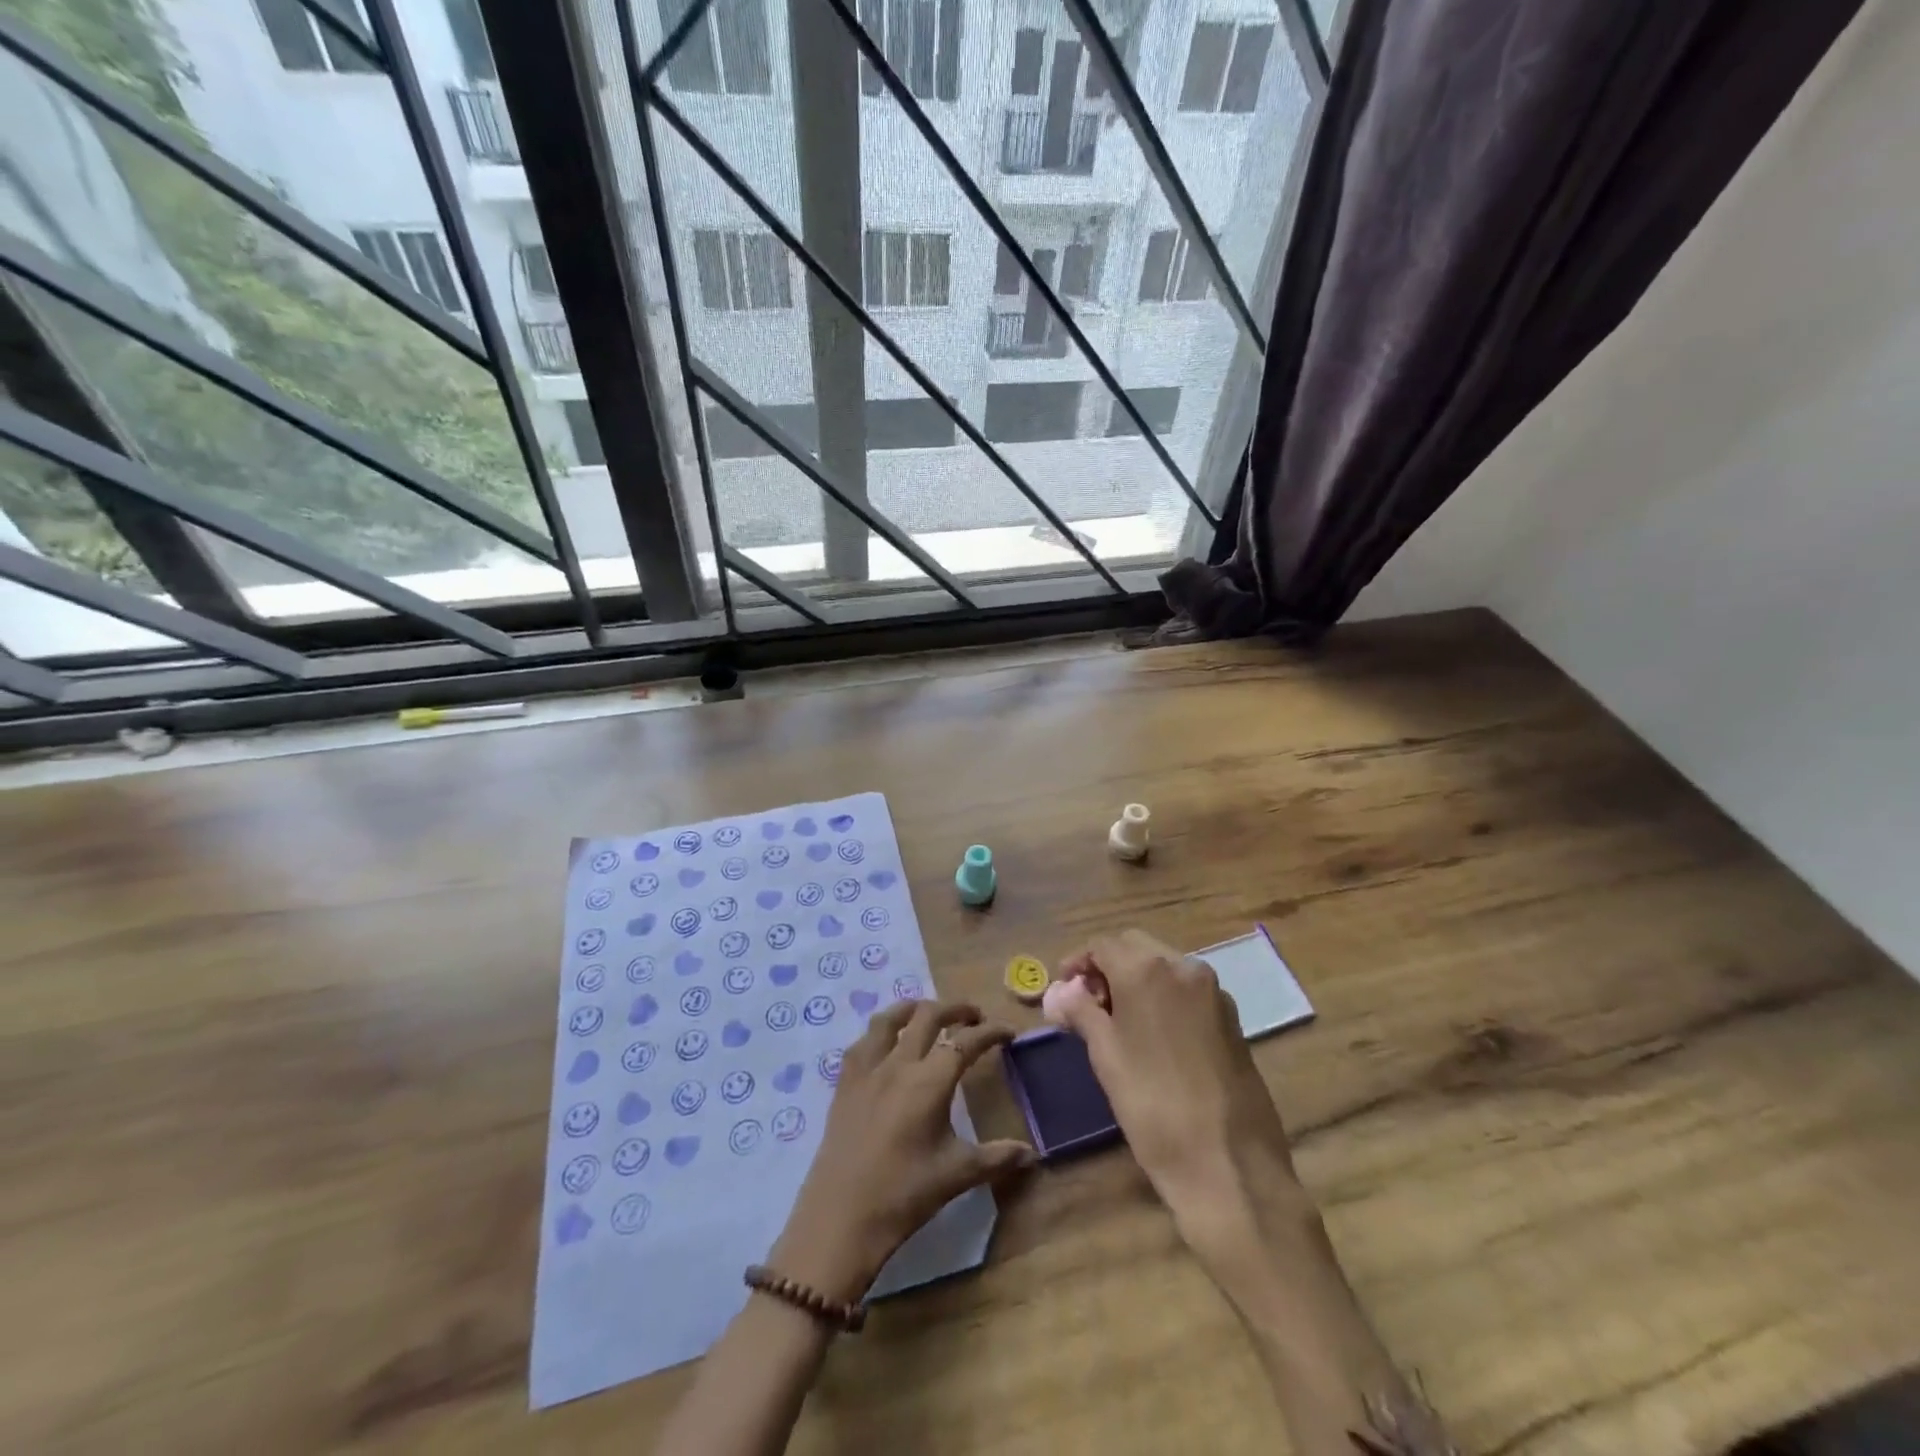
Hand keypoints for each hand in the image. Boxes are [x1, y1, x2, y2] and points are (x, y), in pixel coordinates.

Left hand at [770, 1000, 1033, 1303]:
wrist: (840, 1219)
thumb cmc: (904, 1195)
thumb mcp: (957, 1174)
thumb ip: (997, 1158)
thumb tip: (1033, 1154)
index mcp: (930, 1081)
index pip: (966, 1042)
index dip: (990, 1032)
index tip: (1008, 1032)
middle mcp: (898, 1064)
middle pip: (928, 1016)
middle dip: (955, 1009)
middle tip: (974, 1017)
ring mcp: (867, 1070)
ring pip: (889, 1019)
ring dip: (914, 1008)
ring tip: (928, 1013)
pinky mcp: (844, 1084)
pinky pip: (862, 1042)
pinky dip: (880, 1032)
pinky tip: (886, 1044)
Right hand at [1048, 931, 1310, 1258]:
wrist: (1229, 1166)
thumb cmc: (1153, 1106)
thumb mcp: (1106, 1056)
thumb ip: (1082, 1012)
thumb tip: (1063, 994)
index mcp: (1148, 970)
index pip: (1103, 945)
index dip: (1078, 963)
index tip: (1063, 990)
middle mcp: (1184, 967)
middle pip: (1136, 947)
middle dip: (1108, 966)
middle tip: (1088, 1003)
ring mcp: (1214, 992)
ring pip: (1164, 966)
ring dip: (1136, 979)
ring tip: (1117, 1021)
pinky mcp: (1232, 1019)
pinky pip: (1188, 990)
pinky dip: (1164, 996)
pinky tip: (1153, 1035)